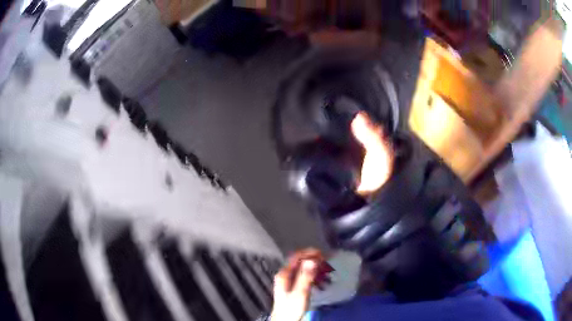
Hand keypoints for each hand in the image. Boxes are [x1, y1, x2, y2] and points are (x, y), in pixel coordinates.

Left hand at [270, 248, 331, 320]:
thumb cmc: (292, 308)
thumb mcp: (300, 293)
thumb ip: (305, 276)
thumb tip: (312, 260)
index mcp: (284, 274)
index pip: (296, 257)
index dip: (309, 253)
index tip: (323, 253)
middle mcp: (285, 275)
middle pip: (301, 262)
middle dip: (316, 262)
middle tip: (328, 263)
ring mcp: (289, 281)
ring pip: (305, 270)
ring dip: (317, 271)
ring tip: (328, 275)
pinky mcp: (294, 287)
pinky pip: (306, 278)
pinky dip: (315, 278)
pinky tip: (323, 284)